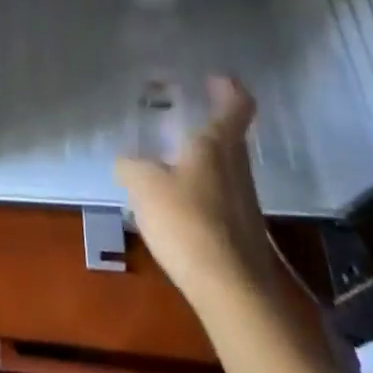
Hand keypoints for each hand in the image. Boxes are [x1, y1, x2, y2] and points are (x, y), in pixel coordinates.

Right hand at [116, 76, 274, 300]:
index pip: (237, 106)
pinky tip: (184, 203)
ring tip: (179, 158)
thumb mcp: (145, 186)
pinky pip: (224, 198)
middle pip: (232, 136)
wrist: (234, 295)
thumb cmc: (189, 223)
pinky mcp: (244, 236)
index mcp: (217, 145)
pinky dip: (207, 190)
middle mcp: (237, 168)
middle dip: (214, 121)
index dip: (230, 89)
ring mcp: (245, 203)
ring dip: (209, 158)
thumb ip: (132, 166)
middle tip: (189, 112)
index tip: (218, 78)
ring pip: (228, 168)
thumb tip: (126, 160)